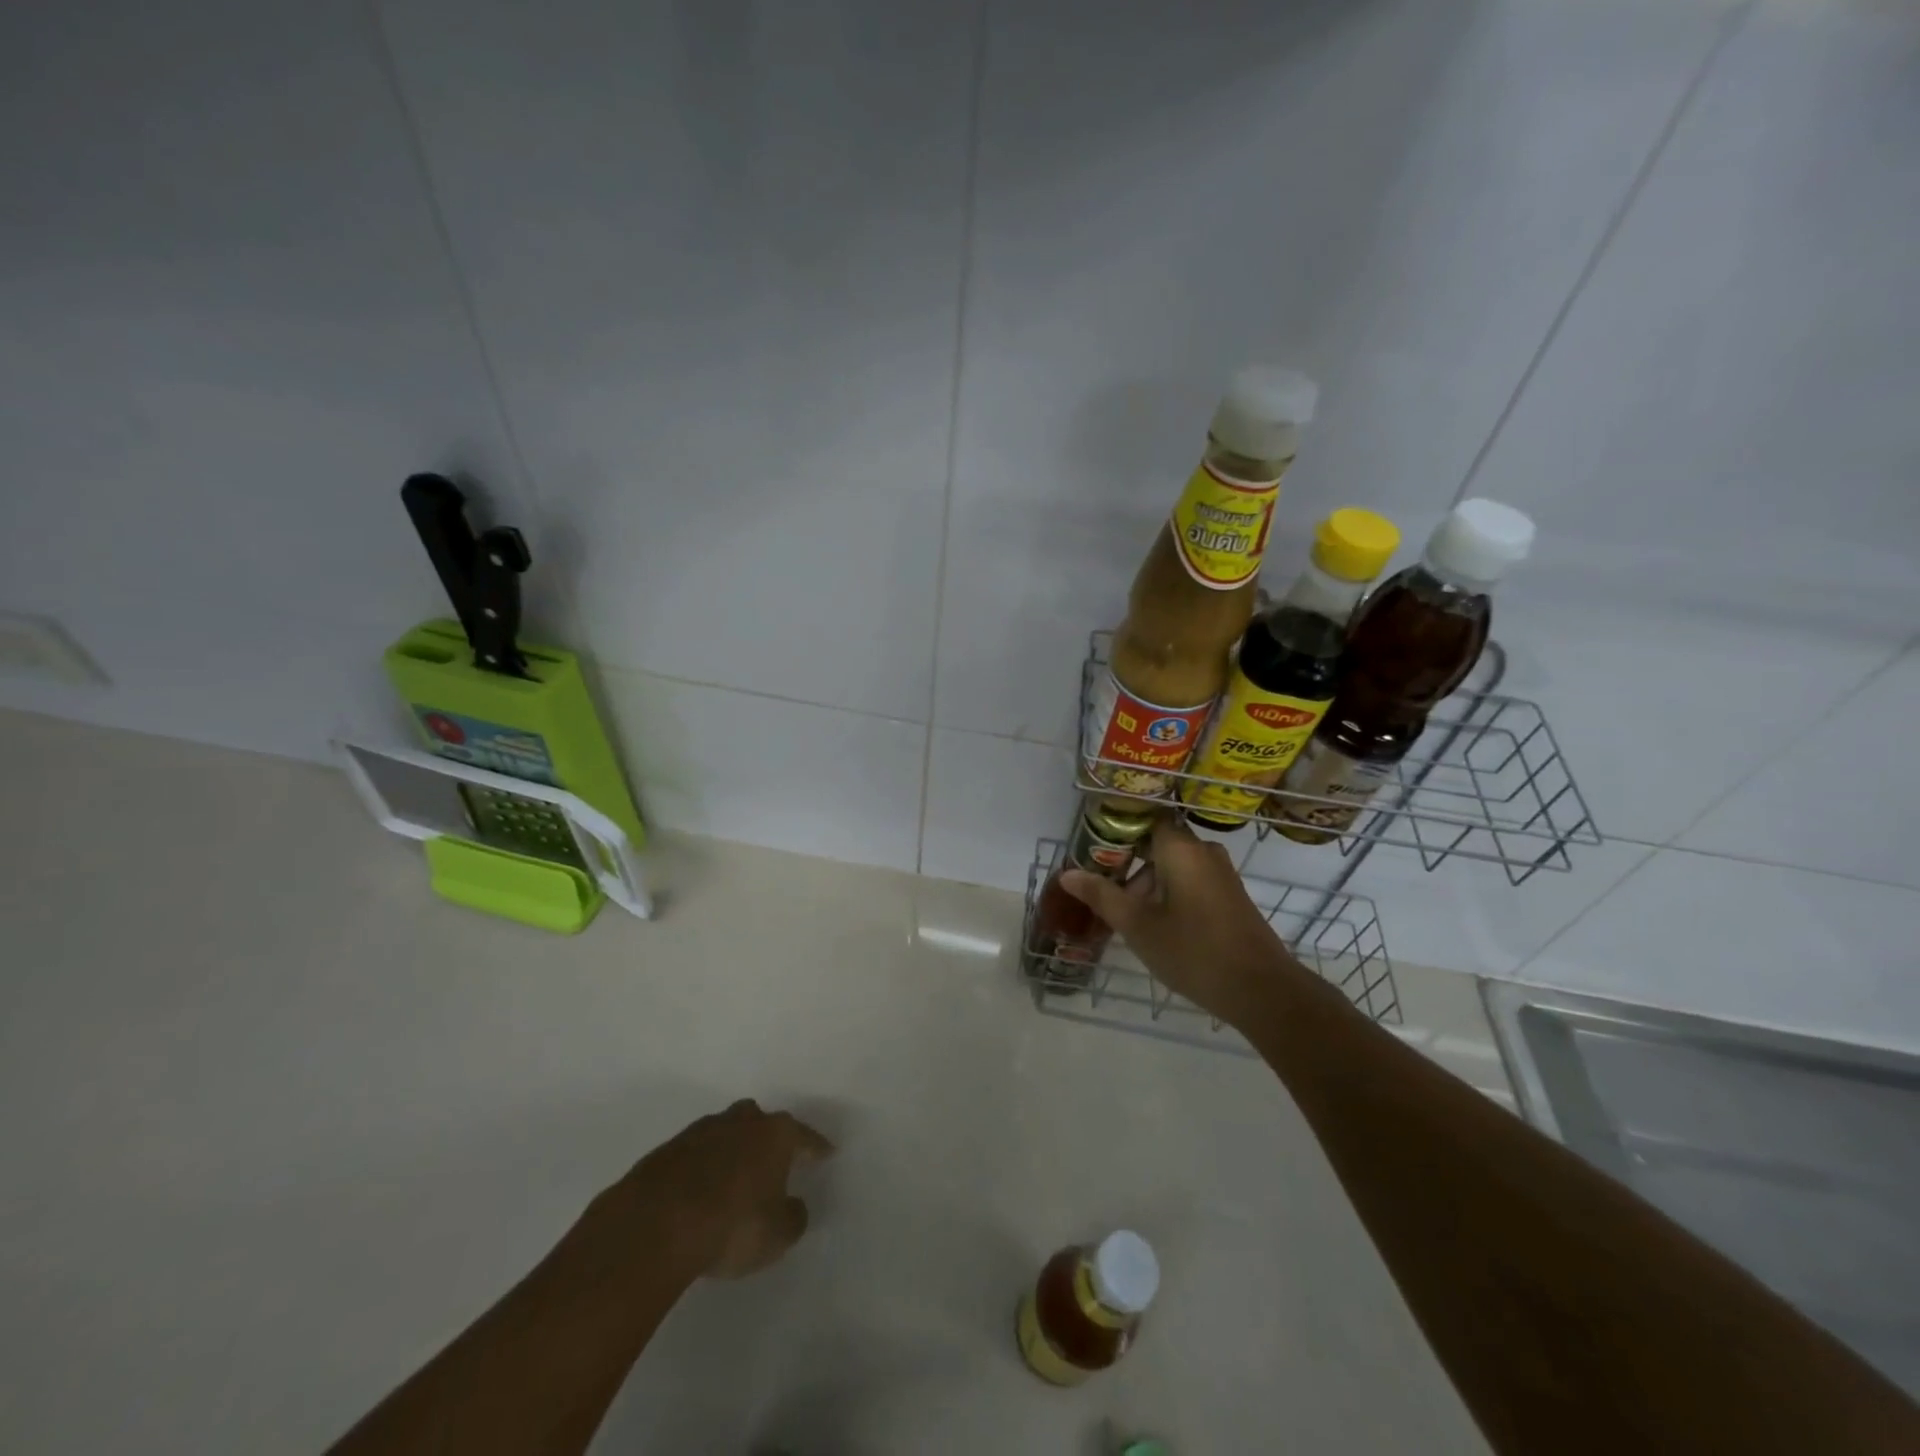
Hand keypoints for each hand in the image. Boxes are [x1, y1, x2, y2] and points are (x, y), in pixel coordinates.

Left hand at [614, 1099, 834, 1279]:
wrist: (656, 1224)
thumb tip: (793, 1206)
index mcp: (775, 1134)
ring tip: (733, 1177)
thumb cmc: (732, 1225)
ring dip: (732, 1150)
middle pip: (761, 1122)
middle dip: (768, 1138)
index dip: (817, 1147)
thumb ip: (793, 1217)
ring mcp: (701, 1131)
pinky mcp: (667, 1150)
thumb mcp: (777, 1234)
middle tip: (773, 1160)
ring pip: (726, 1132)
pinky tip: (699, 1190)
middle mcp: (741, 1122)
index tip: (827, 1152)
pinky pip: (695, 1154)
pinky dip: (702, 1167)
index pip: (804, 1136)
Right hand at [1060, 816, 1299, 1026]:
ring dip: (1147, 883)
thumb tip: (1067, 873)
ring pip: (1174, 866)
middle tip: (1100, 889)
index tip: (1093, 847)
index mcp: (1181, 849)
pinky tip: (1153, 925)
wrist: (1262, 991)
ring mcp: (1221, 875)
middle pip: (1157, 844)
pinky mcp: (1230, 898)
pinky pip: (1190, 882)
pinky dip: (1168, 894)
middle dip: (1128, 864)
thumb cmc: (1194, 951)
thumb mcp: (1138, 926)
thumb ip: (1102, 896)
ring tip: (1123, 915)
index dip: (1118, 828)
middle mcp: (1204, 852)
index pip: (1146, 818)